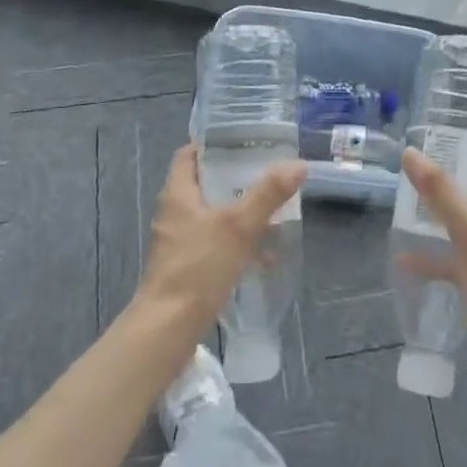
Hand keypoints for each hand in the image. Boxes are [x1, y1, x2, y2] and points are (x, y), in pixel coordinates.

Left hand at [136, 144, 305, 329]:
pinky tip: (263, 257)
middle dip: (236, 179)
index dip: (212, 144)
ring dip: (240, 213)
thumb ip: (268, 194)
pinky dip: (237, 243)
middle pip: (205, 184)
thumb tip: (298, 164)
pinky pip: (215, 243)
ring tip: (273, 213)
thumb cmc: (199, 266)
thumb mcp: (239, 225)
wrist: (169, 327)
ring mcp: (179, 242)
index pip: (189, 154)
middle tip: (266, 172)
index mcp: (178, 194)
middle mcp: (175, 213)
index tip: (242, 139)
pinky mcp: (187, 266)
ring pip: (213, 215)